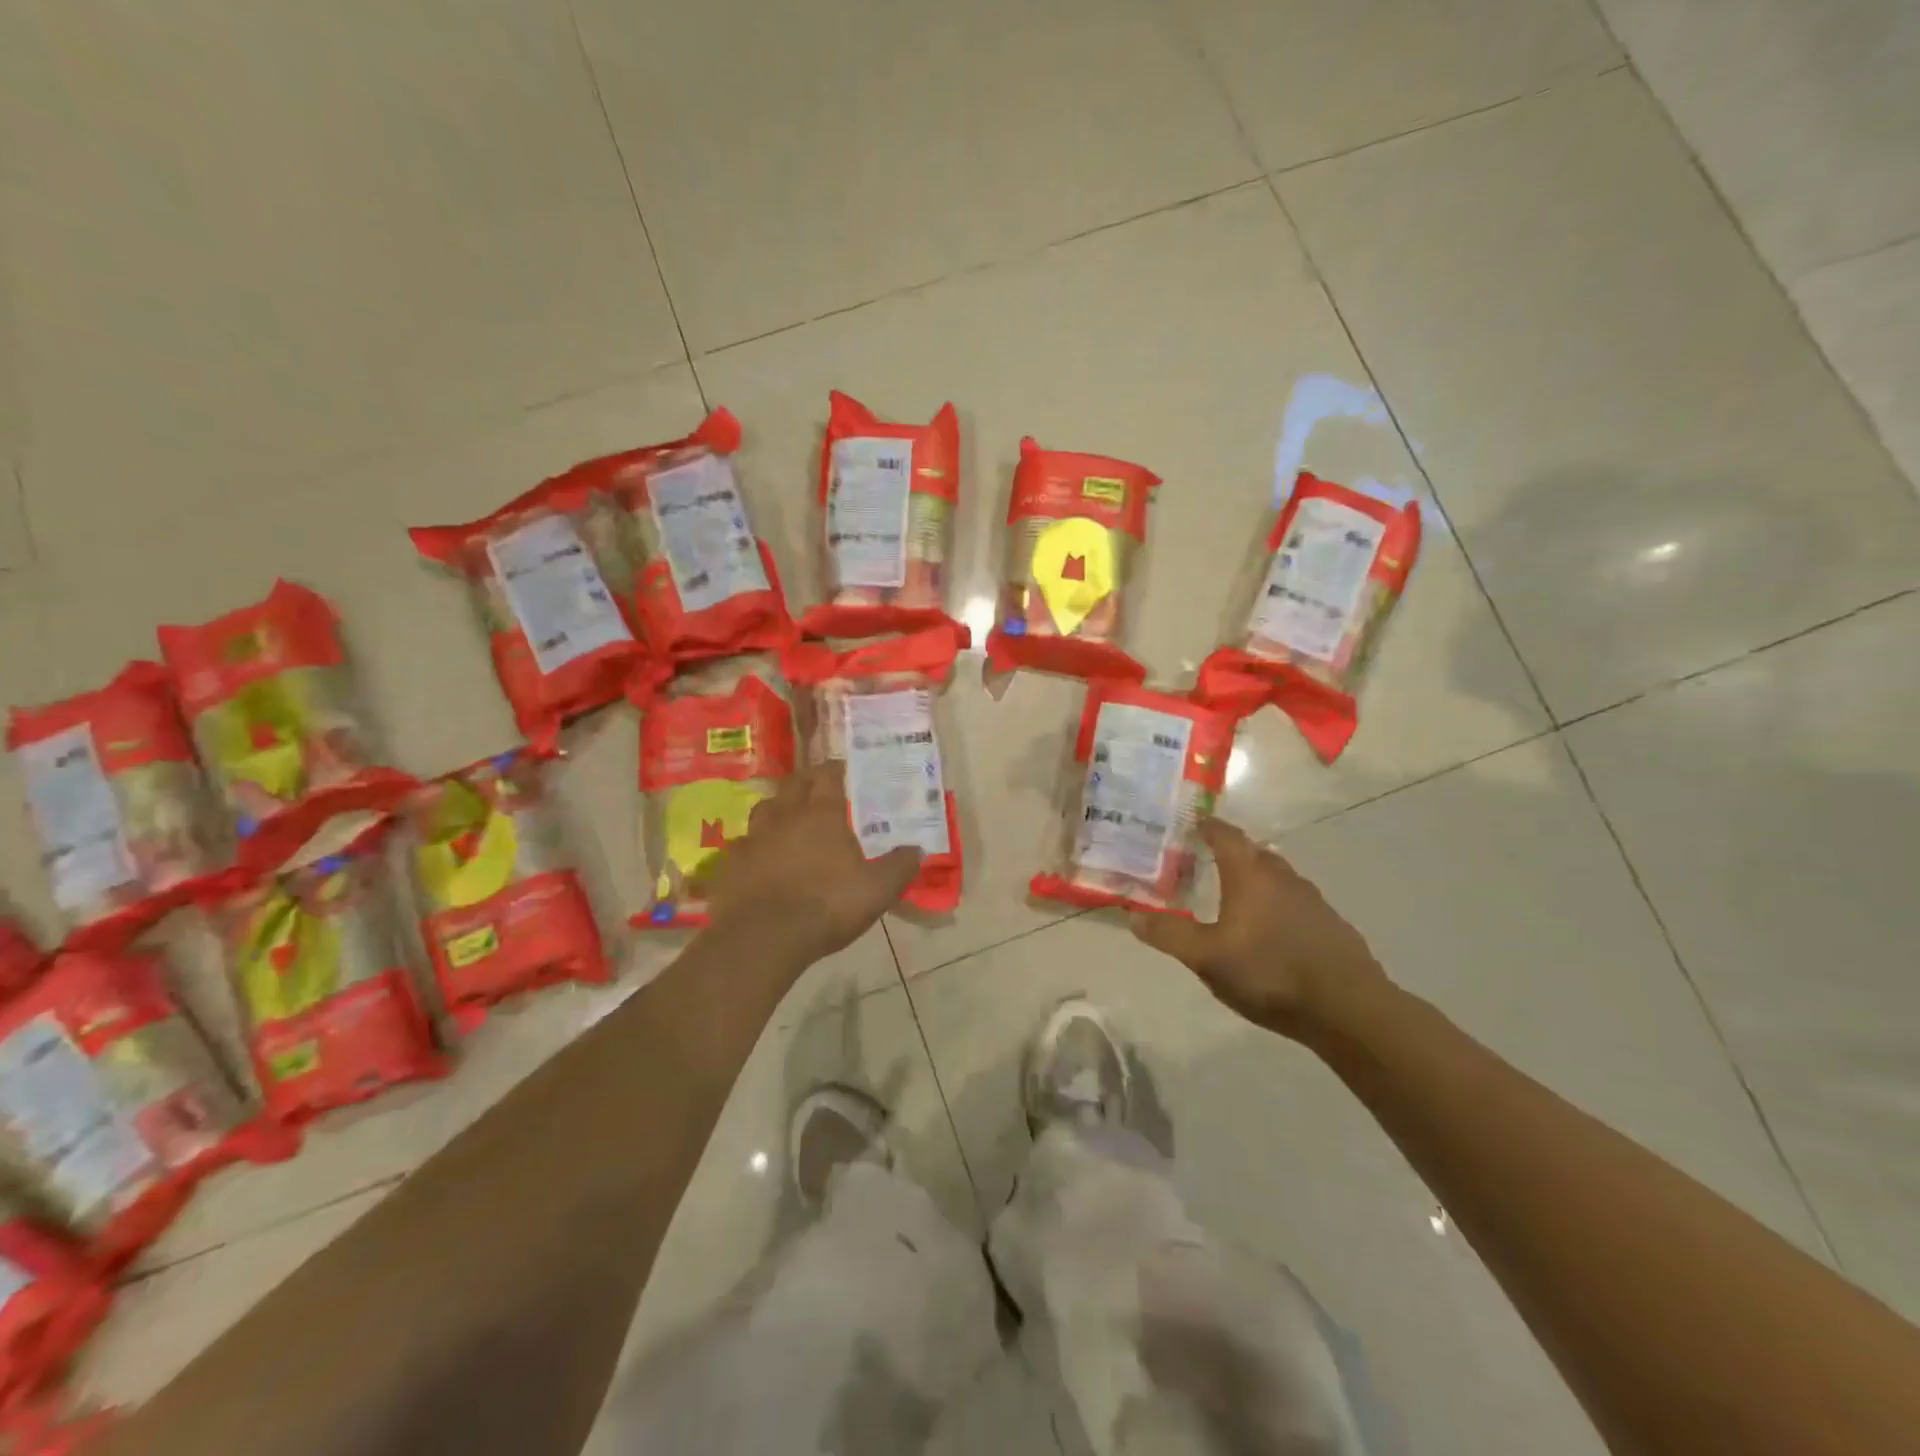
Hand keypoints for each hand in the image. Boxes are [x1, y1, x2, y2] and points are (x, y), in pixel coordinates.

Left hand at [699, 760, 922, 971]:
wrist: (763, 938)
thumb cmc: (826, 906)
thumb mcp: (878, 890)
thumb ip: (900, 866)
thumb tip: (918, 850)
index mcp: (822, 814)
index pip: (828, 775)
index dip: (836, 769)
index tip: (844, 770)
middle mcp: (785, 816)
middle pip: (793, 784)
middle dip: (807, 780)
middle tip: (819, 788)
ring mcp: (754, 838)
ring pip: (765, 808)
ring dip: (778, 808)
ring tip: (789, 819)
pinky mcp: (731, 863)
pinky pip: (745, 843)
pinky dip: (756, 844)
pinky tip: (763, 858)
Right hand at [1130, 818, 1386, 1037]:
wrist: (1349, 1008)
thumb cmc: (1270, 973)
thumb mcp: (1208, 958)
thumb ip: (1170, 935)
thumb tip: (1133, 914)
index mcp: (1250, 876)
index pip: (1226, 836)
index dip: (1208, 826)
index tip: (1194, 822)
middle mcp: (1282, 878)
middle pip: (1254, 853)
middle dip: (1231, 852)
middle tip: (1206, 860)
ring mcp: (1312, 901)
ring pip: (1277, 878)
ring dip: (1255, 879)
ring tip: (1235, 896)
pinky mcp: (1331, 926)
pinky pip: (1295, 902)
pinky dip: (1277, 905)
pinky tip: (1270, 931)